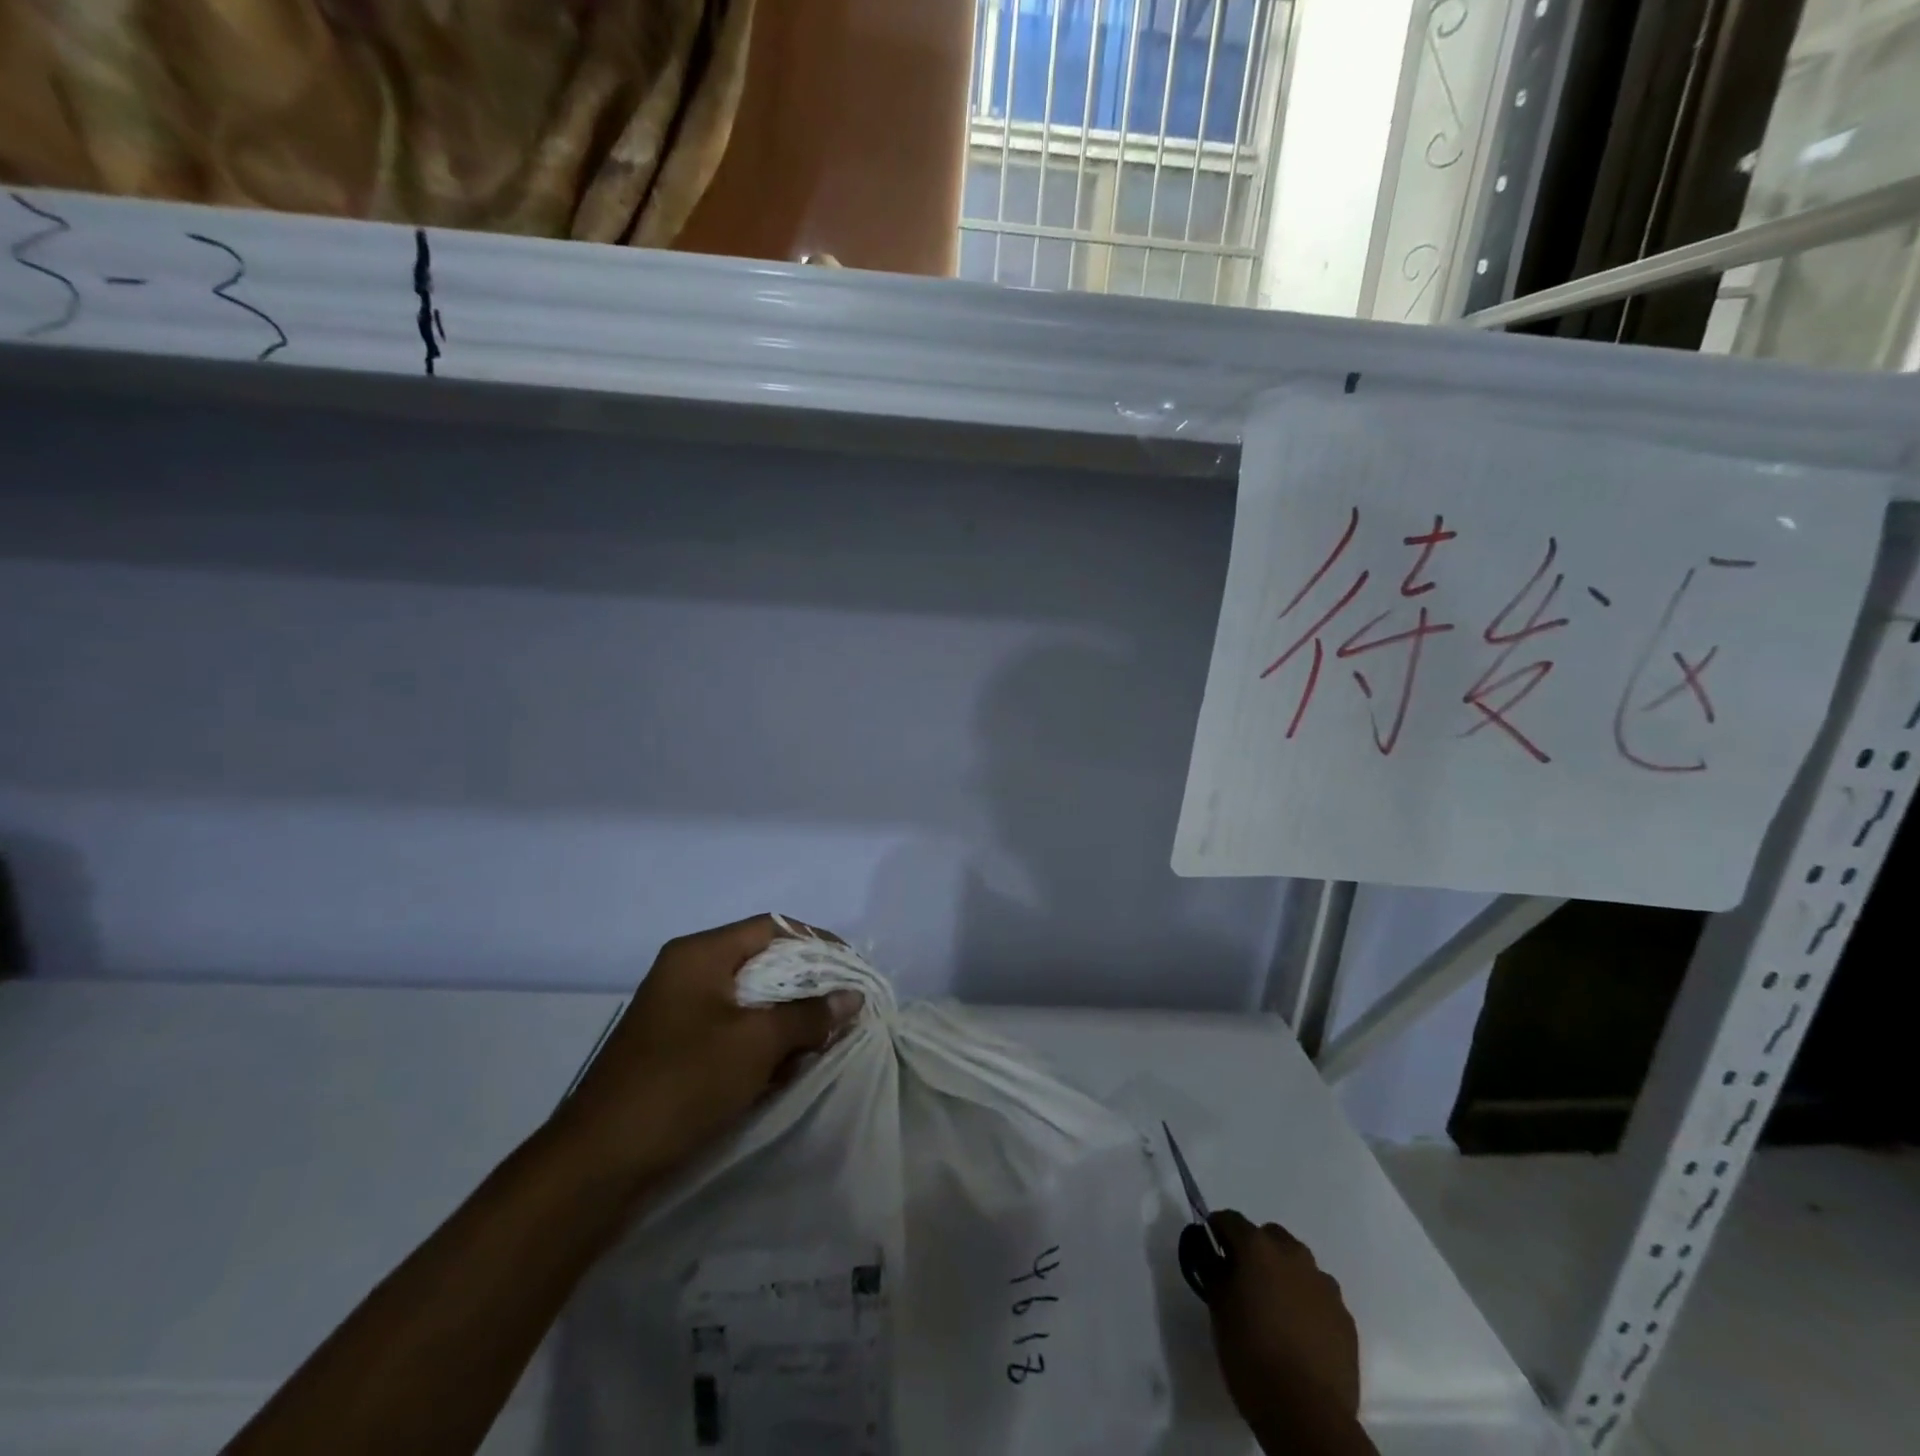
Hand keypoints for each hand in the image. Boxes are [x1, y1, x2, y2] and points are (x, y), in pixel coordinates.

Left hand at [547, 914, 862, 1194]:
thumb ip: (808, 1015)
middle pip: (762, 963)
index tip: (853, 969)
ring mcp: (679, 1013)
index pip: (772, 928)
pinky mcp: (677, 1050)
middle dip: (807, 986)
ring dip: (787, 1019)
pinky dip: (762, 1043)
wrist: (598, 1165)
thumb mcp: (755, 1044)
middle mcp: (687, 973)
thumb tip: (852, 997)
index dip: (817, 942)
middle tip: (844, 1009)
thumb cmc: (682, 1084)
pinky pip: (732, 1031)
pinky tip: (788, 1068)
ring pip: (749, 1001)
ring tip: (823, 1042)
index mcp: (699, 955)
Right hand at [1206, 1211, 1363, 1441]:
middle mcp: (1293, 1255)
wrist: (1308, 1416)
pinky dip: (1306, 1303)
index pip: (1230, 1219)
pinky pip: (1320, 1296)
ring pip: (1298, 1265)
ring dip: (1284, 1275)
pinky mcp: (1345, 1318)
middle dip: (1255, 1250)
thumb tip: (1214, 1259)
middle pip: (1269, 1236)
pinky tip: (1299, 1333)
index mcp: (1258, 1247)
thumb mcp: (1218, 1311)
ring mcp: (1324, 1286)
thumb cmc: (1251, 1356)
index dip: (1216, 1230)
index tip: (1210, 1248)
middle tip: (1244, 1280)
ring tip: (1275, 1309)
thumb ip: (1214, 1274)